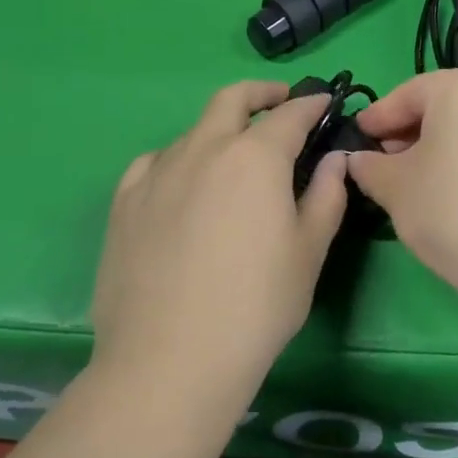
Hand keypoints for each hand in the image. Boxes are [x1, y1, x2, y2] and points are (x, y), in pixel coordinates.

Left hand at [90, 82, 346, 398]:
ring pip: (194, 131)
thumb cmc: (256, 307)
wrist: (168, 364)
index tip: (325, 102)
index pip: (291, 113)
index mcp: (255, 157)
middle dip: (262, 93)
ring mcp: (158, 172)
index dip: (312, 103)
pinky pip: (156, 162)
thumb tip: (333, 159)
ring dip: (222, 130)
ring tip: (235, 159)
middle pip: (232, 99)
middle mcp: (205, 149)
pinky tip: (184, 185)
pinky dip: (180, 159)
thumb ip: (328, 195)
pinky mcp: (125, 202)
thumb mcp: (309, 252)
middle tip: (281, 103)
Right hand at [349, 69, 457, 320]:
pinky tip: (445, 189)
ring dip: (432, 146)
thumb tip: (358, 159)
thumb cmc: (451, 210)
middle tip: (379, 161)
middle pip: (438, 105)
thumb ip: (369, 166)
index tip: (355, 138)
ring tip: (409, 179)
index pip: (405, 94)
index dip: (376, 119)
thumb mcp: (395, 187)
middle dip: (405, 132)